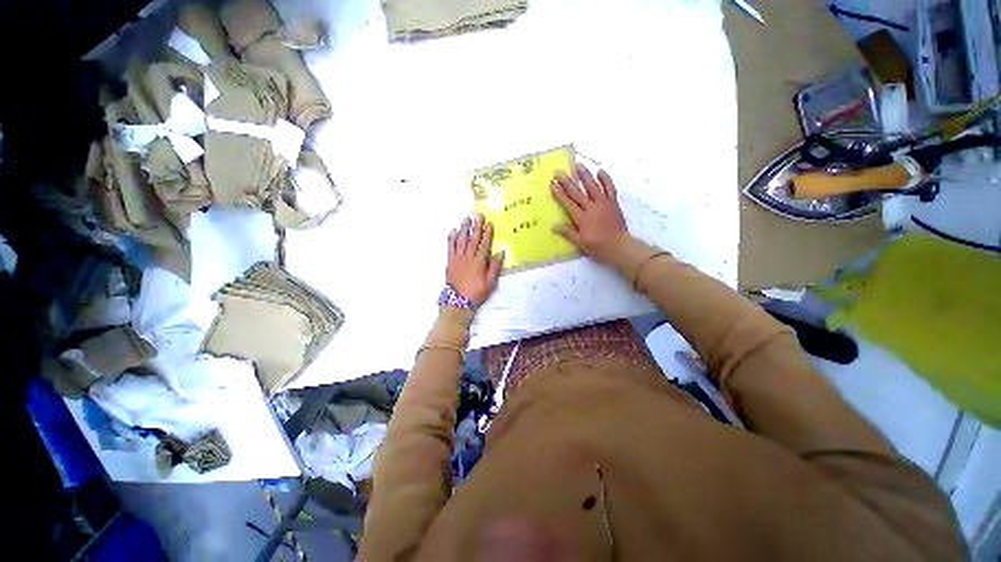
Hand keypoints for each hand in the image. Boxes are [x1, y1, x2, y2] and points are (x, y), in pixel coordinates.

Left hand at [447, 213, 504, 305]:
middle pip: (472, 239)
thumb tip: (500, 253)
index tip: (489, 223)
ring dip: (464, 229)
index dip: (487, 233)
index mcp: (479, 262)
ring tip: (466, 219)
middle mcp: (468, 257)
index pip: (484, 244)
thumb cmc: (476, 293)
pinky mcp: (450, 261)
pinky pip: (450, 247)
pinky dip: (452, 238)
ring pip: (461, 240)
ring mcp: (457, 258)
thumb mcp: (490, 283)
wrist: (458, 302)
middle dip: (476, 226)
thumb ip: (494, 267)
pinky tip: (453, 231)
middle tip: (478, 215)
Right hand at [551, 164, 629, 265]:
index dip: (559, 194)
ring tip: (578, 165)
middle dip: (567, 182)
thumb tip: (554, 226)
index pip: (568, 203)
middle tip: (559, 172)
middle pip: (577, 193)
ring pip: (593, 186)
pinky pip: (610, 188)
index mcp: (582, 218)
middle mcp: (592, 208)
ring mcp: (604, 204)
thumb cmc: (598, 247)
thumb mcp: (580, 243)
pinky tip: (600, 171)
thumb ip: (568, 233)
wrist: (620, 247)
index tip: (552, 185)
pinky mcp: (613, 203)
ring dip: (585, 175)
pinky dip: (606, 179)